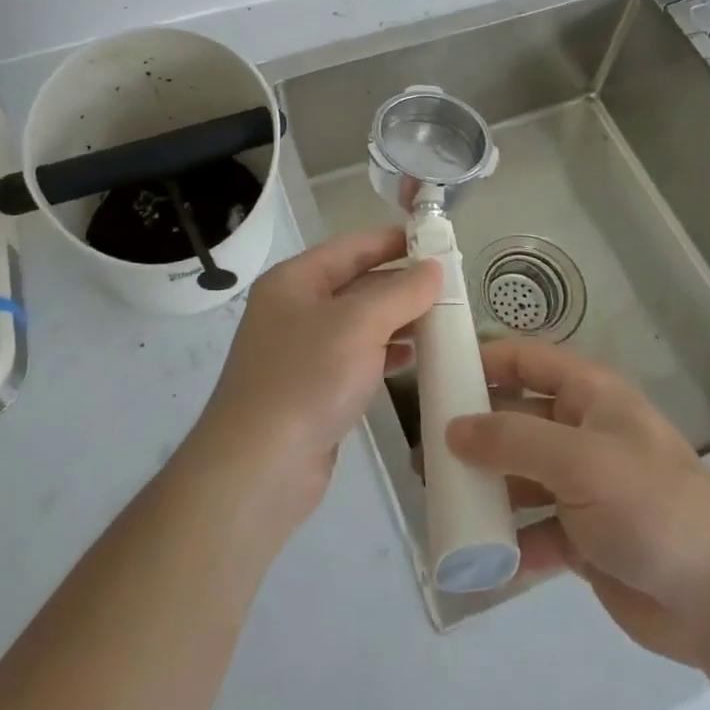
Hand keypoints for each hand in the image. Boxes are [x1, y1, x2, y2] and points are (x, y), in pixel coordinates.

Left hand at [192, 228, 439, 532]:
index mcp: (295, 280)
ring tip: (443, 320)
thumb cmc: (307, 378)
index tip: (436, 241)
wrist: (259, 469)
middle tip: (450, 286)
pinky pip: (356, 358)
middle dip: (401, 284)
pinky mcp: (312, 389)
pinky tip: (414, 359)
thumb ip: (401, 292)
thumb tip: (434, 267)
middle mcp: (295, 308)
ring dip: (398, 320)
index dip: (392, 241)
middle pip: (356, 284)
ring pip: (359, 323)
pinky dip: (385, 353)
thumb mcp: (359, 324)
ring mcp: (302, 351)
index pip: (351, 247)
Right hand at [446, 338, 709, 669]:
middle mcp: (582, 432)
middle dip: (473, 432)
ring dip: (484, 488)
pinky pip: (532, 529)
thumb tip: (451, 429)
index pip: (525, 359)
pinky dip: (507, 542)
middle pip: (516, 419)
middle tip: (425, 451)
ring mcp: (582, 486)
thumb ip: (511, 440)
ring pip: (519, 476)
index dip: (483, 360)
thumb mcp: (578, 460)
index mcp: (588, 395)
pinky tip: (474, 557)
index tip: (435, 375)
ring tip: (438, 501)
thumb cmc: (650, 505)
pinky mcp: (583, 537)